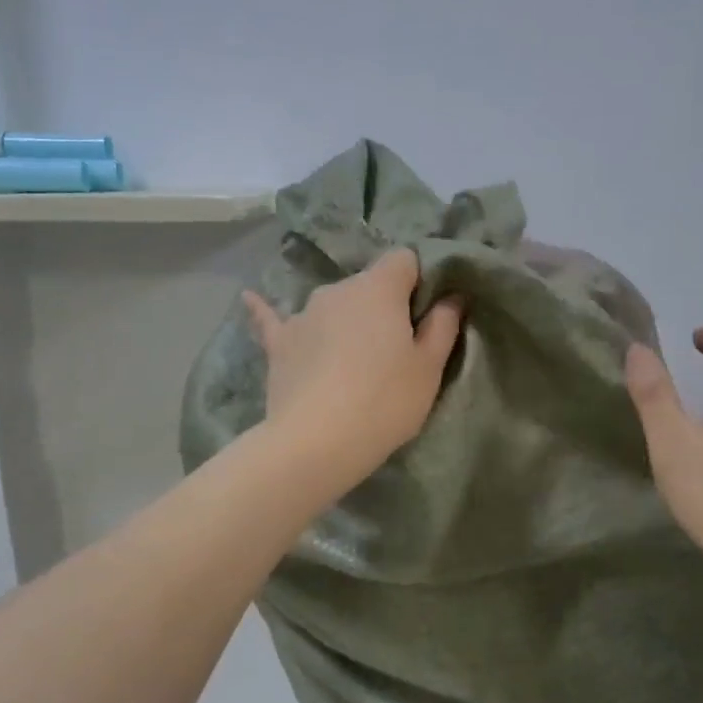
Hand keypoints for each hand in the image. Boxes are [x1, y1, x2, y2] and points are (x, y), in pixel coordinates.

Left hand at [243, 248, 463, 494]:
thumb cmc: (385, 401)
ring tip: (351, 356)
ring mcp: (303, 314)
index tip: (425, 314)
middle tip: (395, 348)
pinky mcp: (279, 343)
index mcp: (379, 288)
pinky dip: (268, 310)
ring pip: (333, 305)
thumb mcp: (429, 368)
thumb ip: (443, 325)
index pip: (404, 259)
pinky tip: (250, 298)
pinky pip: (274, 319)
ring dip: (345, 320)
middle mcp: (337, 289)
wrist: (316, 442)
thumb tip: (452, 296)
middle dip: (383, 306)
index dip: (419, 281)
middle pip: (368, 284)